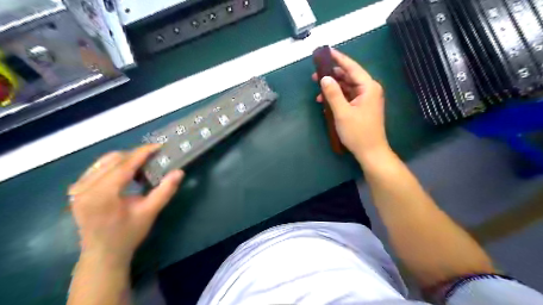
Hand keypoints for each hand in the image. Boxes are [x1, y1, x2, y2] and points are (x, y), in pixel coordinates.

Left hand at [67, 144, 182, 264]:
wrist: (102, 254)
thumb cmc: (128, 234)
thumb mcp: (150, 212)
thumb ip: (165, 191)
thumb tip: (179, 172)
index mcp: (102, 194)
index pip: (124, 164)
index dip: (143, 153)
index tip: (158, 145)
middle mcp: (85, 188)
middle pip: (113, 160)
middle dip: (135, 156)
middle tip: (153, 159)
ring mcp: (77, 189)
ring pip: (103, 162)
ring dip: (124, 160)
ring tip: (141, 167)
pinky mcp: (76, 191)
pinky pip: (96, 169)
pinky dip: (113, 166)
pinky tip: (125, 174)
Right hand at [314, 48, 389, 161]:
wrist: (370, 152)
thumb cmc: (358, 132)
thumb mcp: (342, 113)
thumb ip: (333, 93)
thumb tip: (324, 78)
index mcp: (368, 87)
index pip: (352, 67)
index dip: (338, 58)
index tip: (326, 51)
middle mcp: (369, 90)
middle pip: (349, 77)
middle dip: (332, 76)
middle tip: (315, 76)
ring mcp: (366, 99)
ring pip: (347, 87)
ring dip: (333, 88)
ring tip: (318, 91)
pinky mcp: (362, 107)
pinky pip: (348, 97)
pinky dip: (337, 98)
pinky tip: (326, 102)